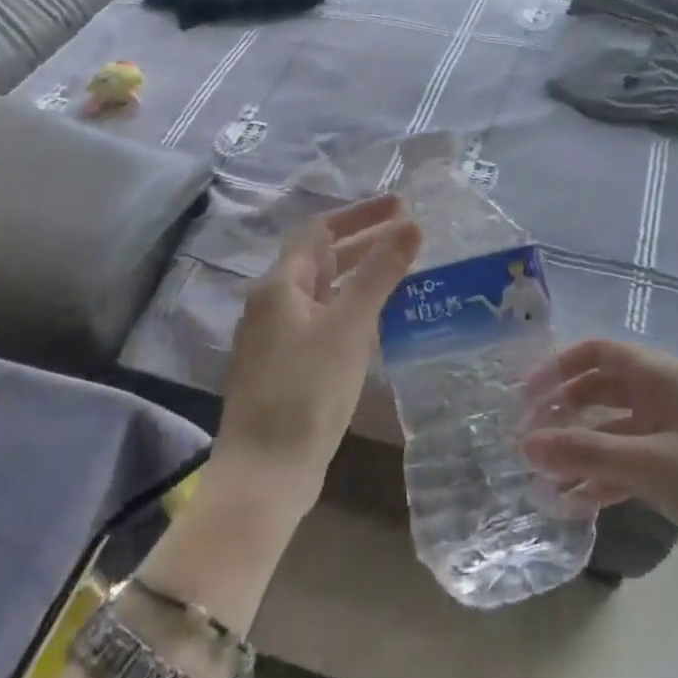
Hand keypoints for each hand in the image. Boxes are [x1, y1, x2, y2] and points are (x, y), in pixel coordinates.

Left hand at [215, 196, 421, 515]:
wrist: (266, 472)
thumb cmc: (307, 390)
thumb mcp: (349, 326)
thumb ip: (380, 273)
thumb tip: (410, 225)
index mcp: (280, 285)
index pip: (321, 230)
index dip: (361, 214)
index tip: (401, 205)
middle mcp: (271, 303)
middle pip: (320, 258)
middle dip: (363, 242)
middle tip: (409, 234)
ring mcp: (275, 337)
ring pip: (322, 291)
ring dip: (358, 276)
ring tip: (400, 272)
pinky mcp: (284, 366)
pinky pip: (321, 320)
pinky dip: (350, 308)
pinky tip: (375, 322)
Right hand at [522, 340, 677, 588]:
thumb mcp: (648, 463)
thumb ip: (585, 452)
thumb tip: (525, 444)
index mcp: (658, 376)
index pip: (596, 353)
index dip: (556, 368)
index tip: (523, 397)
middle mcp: (661, 395)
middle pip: (599, 391)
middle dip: (562, 412)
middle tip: (527, 440)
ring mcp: (670, 431)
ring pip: (611, 430)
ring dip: (579, 450)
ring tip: (541, 479)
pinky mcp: (677, 466)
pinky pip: (628, 462)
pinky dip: (602, 478)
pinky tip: (574, 505)